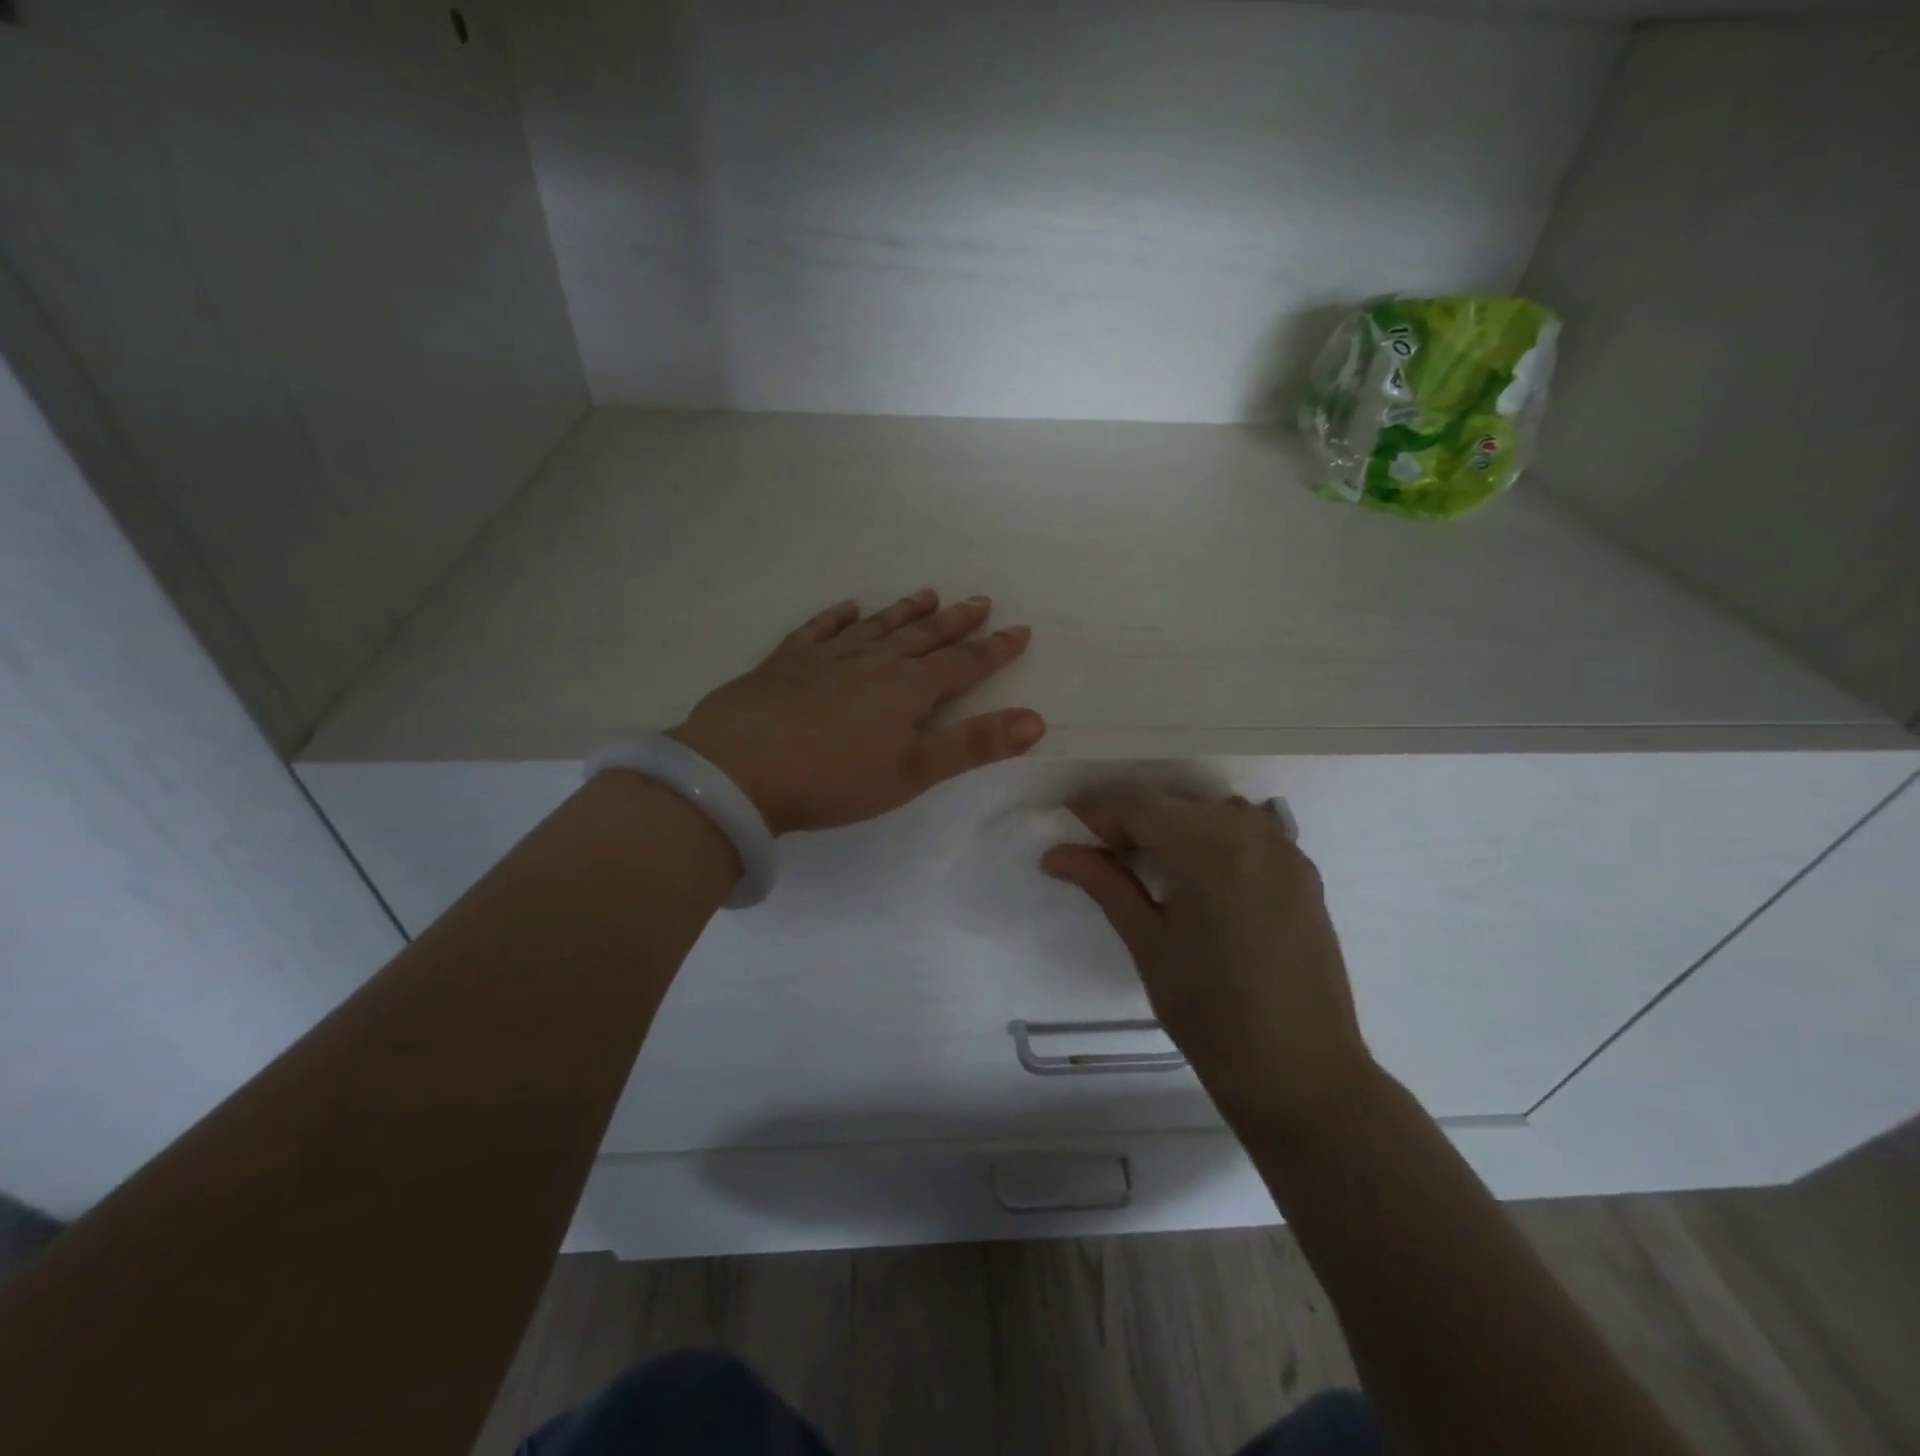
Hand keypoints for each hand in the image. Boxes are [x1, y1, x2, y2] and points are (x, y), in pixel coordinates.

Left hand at [668, 590, 1044, 834]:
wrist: (738, 769)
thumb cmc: (833, 778)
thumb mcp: (912, 772)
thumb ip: (973, 746)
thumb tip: (1035, 720)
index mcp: (907, 690)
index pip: (963, 664)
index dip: (994, 650)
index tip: (1020, 630)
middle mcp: (873, 662)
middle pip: (923, 637)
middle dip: (956, 622)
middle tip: (980, 600)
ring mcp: (827, 657)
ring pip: (877, 626)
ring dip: (905, 612)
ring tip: (929, 595)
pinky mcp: (786, 662)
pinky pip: (819, 629)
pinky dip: (837, 616)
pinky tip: (847, 606)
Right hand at [1042, 793, 1380, 1140]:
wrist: (1299, 1074)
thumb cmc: (1210, 1013)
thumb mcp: (1147, 943)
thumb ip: (1105, 884)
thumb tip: (1056, 853)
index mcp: (1212, 850)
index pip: (1142, 808)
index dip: (1099, 815)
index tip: (1068, 833)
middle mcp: (1254, 836)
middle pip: (1178, 805)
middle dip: (1135, 820)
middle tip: (1101, 854)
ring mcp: (1287, 852)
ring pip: (1216, 812)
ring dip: (1178, 824)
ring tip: (1150, 862)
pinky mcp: (1305, 874)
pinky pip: (1252, 832)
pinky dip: (1217, 837)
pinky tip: (1200, 871)